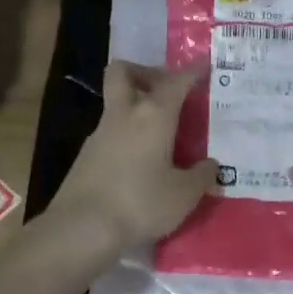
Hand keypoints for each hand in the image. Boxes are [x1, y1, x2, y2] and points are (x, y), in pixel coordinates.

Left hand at [49, 62, 218, 252]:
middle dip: (144, 72)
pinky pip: (110, 133)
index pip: (175, 81)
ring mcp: (99, 134)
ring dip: (135, 108)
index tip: (203, 66)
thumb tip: (211, 164)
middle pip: (123, 72)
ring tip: (160, 134)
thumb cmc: (140, 203)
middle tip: (165, 90)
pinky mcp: (86, 156)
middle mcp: (123, 115)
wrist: (82, 226)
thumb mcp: (183, 195)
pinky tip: (140, 161)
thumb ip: (201, 176)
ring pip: (116, 104)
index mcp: (153, 115)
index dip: (191, 72)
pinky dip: (126, 136)